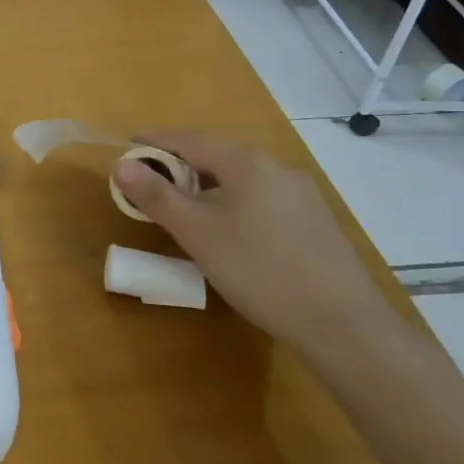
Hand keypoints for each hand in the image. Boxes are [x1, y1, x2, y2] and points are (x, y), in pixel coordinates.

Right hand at [111, 131, 397, 354]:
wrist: (343, 324)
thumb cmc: (258, 270)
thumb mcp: (197, 233)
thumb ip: (156, 196)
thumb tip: (121, 164)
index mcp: (246, 162)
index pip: (189, 139)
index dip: (154, 141)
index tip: (127, 146)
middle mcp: (276, 167)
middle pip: (216, 155)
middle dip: (179, 164)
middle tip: (149, 182)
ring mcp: (301, 194)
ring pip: (240, 178)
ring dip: (206, 185)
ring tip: (183, 208)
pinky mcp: (314, 221)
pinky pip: (260, 197)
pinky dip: (232, 202)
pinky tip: (228, 231)